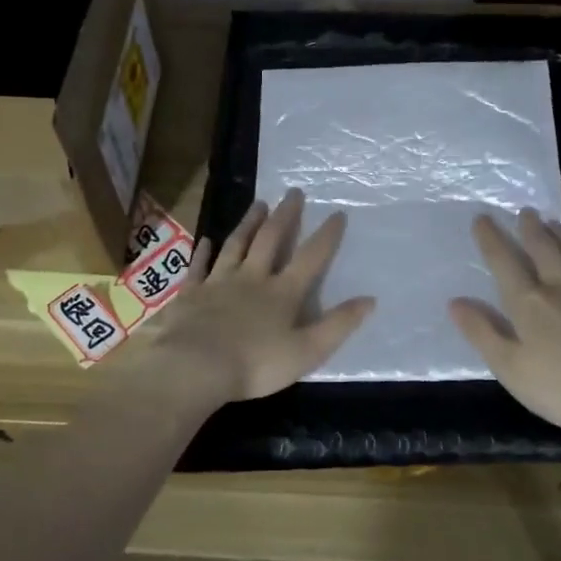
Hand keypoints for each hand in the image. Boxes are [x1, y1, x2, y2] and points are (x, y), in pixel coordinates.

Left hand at [136, 189, 375, 403]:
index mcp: (283, 293)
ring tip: (258, 204)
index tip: (337, 213)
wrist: (196, 367)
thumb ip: (338, 325)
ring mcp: (218, 282)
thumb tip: (369, 300)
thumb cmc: (256, 365)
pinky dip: (203, 252)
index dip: (326, 236)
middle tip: (293, 193)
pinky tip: (206, 240)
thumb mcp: (308, 351)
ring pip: (236, 245)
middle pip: (270, 240)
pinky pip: (199, 267)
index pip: (310, 258)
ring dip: (248, 223)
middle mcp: (252, 278)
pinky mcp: (191, 294)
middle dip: (285, 216)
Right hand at [448, 209, 560, 448]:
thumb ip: (482, 332)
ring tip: (556, 223)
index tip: (482, 218)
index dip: (491, 240)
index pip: (504, 263)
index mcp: (529, 303)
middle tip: (525, 211)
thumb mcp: (509, 367)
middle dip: (531, 229)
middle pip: (544, 250)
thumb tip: (455, 302)